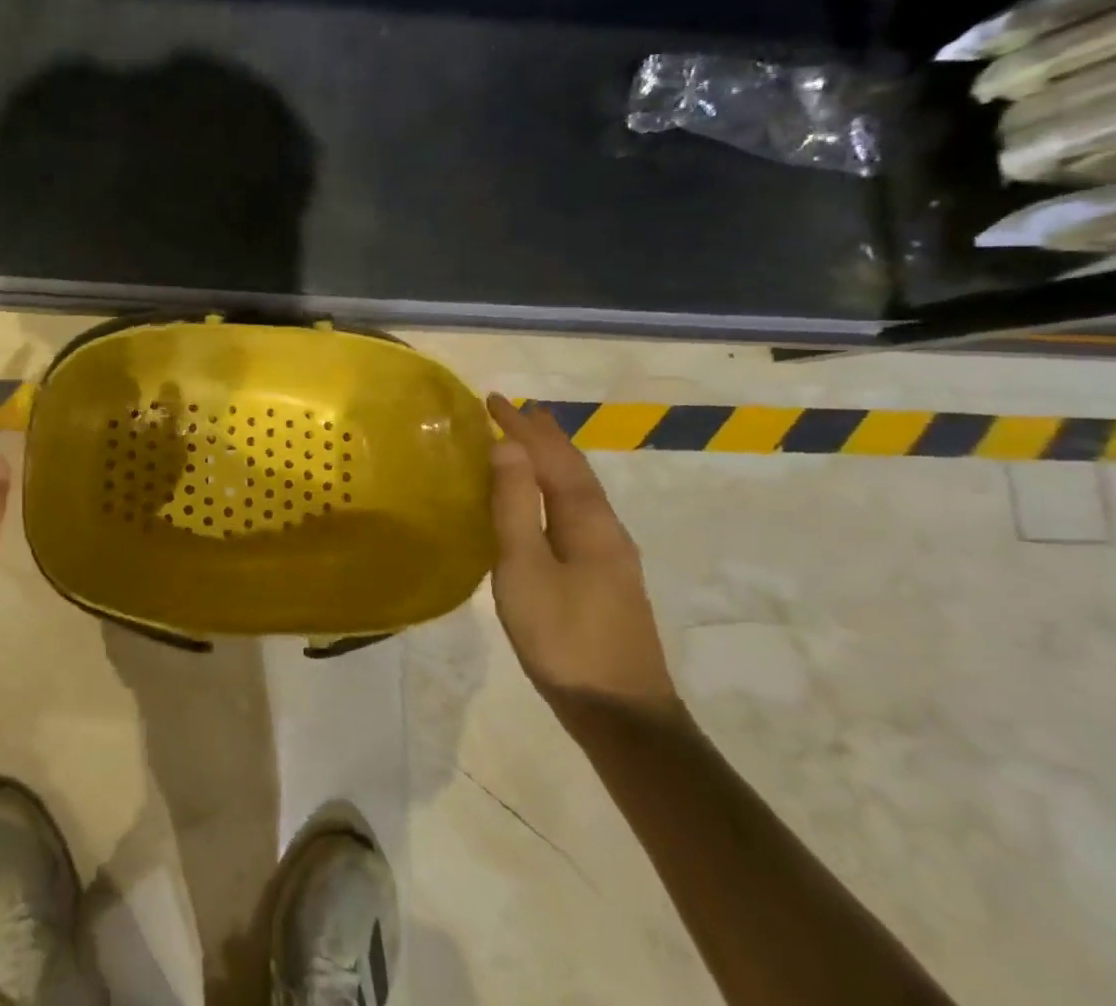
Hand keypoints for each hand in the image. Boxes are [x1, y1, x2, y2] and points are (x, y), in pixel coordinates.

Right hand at [486, 394, 678, 724]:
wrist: (623, 716)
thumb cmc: (564, 638)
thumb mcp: (525, 568)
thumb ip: (515, 505)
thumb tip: (507, 445)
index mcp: (588, 521)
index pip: (553, 457)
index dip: (523, 426)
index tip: (492, 399)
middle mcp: (606, 528)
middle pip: (574, 469)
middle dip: (545, 436)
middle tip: (517, 410)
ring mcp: (611, 556)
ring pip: (578, 491)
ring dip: (552, 460)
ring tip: (528, 443)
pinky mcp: (606, 578)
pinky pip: (577, 511)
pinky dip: (555, 488)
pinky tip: (545, 503)